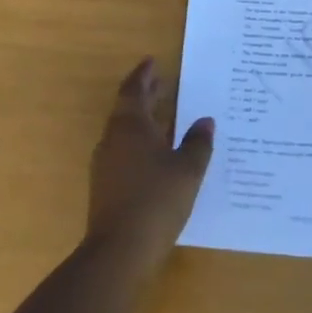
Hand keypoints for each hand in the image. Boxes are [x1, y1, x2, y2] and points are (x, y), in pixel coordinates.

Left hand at [86, 58, 214, 268]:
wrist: (118, 251)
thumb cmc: (156, 201)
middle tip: (162, 82)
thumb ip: (198, 143)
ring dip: (144, 119)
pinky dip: (141, 142)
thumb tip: (205, 120)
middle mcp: (114, 138)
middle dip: (145, 94)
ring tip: (166, 116)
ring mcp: (106, 163)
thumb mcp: (187, 170)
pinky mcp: (106, 185)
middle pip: (128, 108)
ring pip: (125, 130)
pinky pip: (124, 150)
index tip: (153, 61)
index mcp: (130, 125)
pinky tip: (157, 154)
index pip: (134, 89)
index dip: (144, 74)